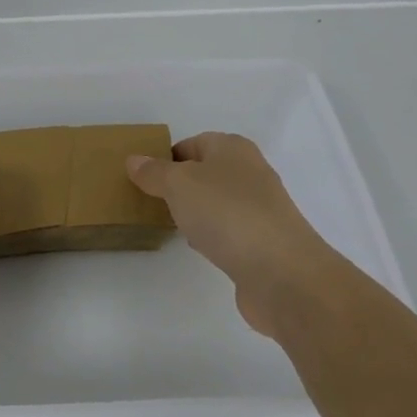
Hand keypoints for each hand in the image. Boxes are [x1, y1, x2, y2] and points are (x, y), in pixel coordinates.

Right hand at [127, 133, 333, 332]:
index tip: (143, 178)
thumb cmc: (226, 214)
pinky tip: (199, 248)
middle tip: (151, 201)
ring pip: (216, 203)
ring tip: (171, 225)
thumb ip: (154, 172)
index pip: (192, 143)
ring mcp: (260, 209)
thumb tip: (134, 160)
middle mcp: (250, 173)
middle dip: (179, 186)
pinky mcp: (263, 242)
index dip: (166, 157)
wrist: (282, 273)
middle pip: (205, 173)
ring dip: (195, 212)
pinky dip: (212, 236)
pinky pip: (228, 231)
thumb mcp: (178, 184)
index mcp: (233, 149)